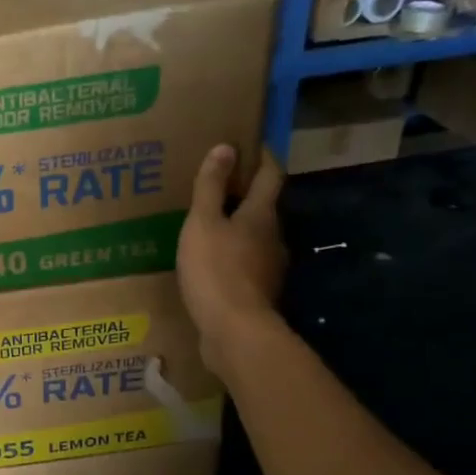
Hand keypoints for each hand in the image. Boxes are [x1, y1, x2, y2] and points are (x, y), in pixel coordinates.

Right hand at [177, 145, 286, 370]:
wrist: (234, 331)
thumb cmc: (216, 270)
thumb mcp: (202, 224)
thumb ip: (210, 187)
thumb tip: (226, 147)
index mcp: (261, 215)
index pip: (270, 175)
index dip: (262, 156)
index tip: (249, 143)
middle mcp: (273, 237)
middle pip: (263, 207)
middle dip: (244, 194)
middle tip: (217, 186)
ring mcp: (269, 267)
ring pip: (255, 237)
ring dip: (237, 228)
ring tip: (208, 226)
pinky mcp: (258, 292)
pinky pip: (246, 264)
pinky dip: (232, 256)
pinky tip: (211, 263)